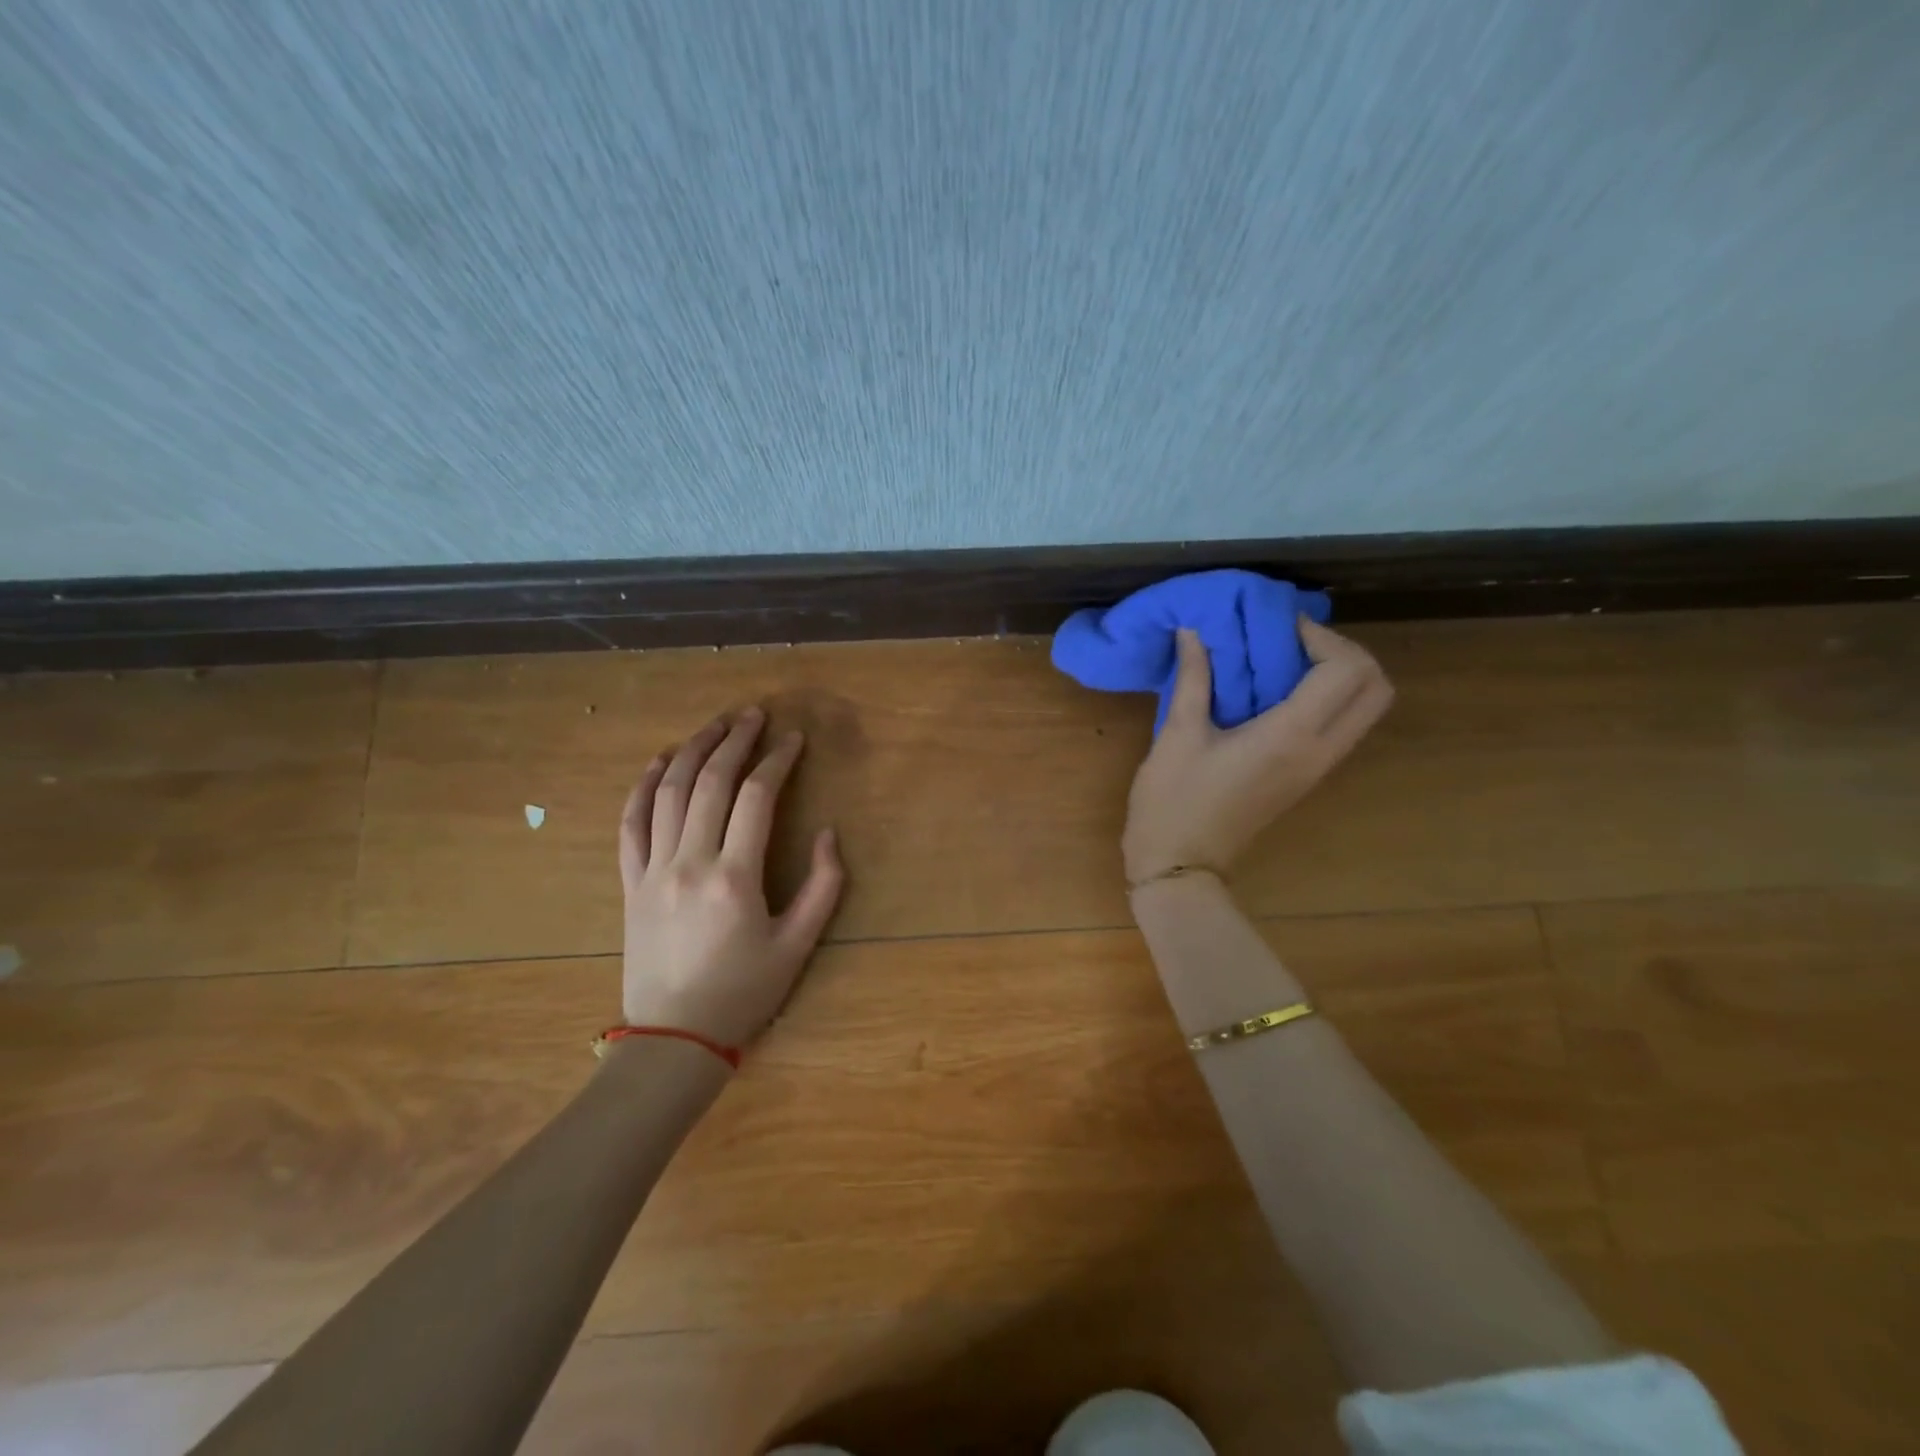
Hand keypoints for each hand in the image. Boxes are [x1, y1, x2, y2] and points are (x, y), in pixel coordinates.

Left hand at [618, 708, 844, 1049]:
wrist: (673, 1039)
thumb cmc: (743, 993)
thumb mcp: (798, 946)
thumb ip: (823, 887)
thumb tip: (828, 834)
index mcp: (735, 878)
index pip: (756, 798)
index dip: (777, 761)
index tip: (793, 739)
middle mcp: (690, 863)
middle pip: (711, 783)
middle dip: (734, 741)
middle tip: (754, 715)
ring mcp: (653, 871)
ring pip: (669, 793)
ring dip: (692, 751)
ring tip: (714, 725)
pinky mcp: (630, 883)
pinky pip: (631, 824)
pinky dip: (644, 787)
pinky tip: (660, 762)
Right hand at [1122, 619, 1392, 885]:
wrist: (1180, 867)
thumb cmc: (1173, 801)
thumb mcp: (1177, 735)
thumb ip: (1193, 677)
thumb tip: (1194, 630)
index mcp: (1290, 737)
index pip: (1347, 670)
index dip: (1321, 637)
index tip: (1277, 628)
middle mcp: (1319, 751)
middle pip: (1377, 688)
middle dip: (1345, 653)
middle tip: (1293, 642)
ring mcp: (1318, 768)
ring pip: (1366, 708)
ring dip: (1338, 675)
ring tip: (1283, 662)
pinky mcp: (1307, 778)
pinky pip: (1342, 726)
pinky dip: (1326, 698)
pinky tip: (1276, 693)